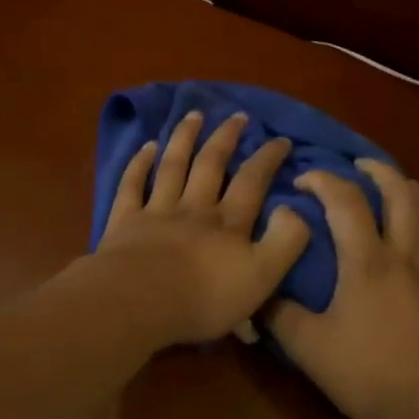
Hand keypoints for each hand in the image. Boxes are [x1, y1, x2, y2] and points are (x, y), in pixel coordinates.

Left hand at [95, 111, 310, 345]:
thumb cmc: (204, 298)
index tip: (281, 139)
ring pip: (173, 166)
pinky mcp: (125, 222)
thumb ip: (286, 241)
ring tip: (194, 115)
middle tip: (237, 116)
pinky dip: (140, 163)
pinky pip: (132, 185)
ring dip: (185, 138)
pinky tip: (147, 146)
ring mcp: (157, 211)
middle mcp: (194, 208)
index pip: (252, 181)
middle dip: (226, 138)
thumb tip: (293, 209)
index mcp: (228, 223)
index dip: (268, 158)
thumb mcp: (262, 276)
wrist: (140, 303)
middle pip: (211, 165)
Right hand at [266, 158, 418, 418]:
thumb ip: (280, 317)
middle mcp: (405, 255)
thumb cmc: (372, 375)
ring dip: (416, 191)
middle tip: (360, 166)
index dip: (323, 180)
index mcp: (366, 261)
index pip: (344, 201)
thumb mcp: (311, 350)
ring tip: (402, 186)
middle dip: (378, 171)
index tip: (304, 179)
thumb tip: (256, 293)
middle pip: (400, 194)